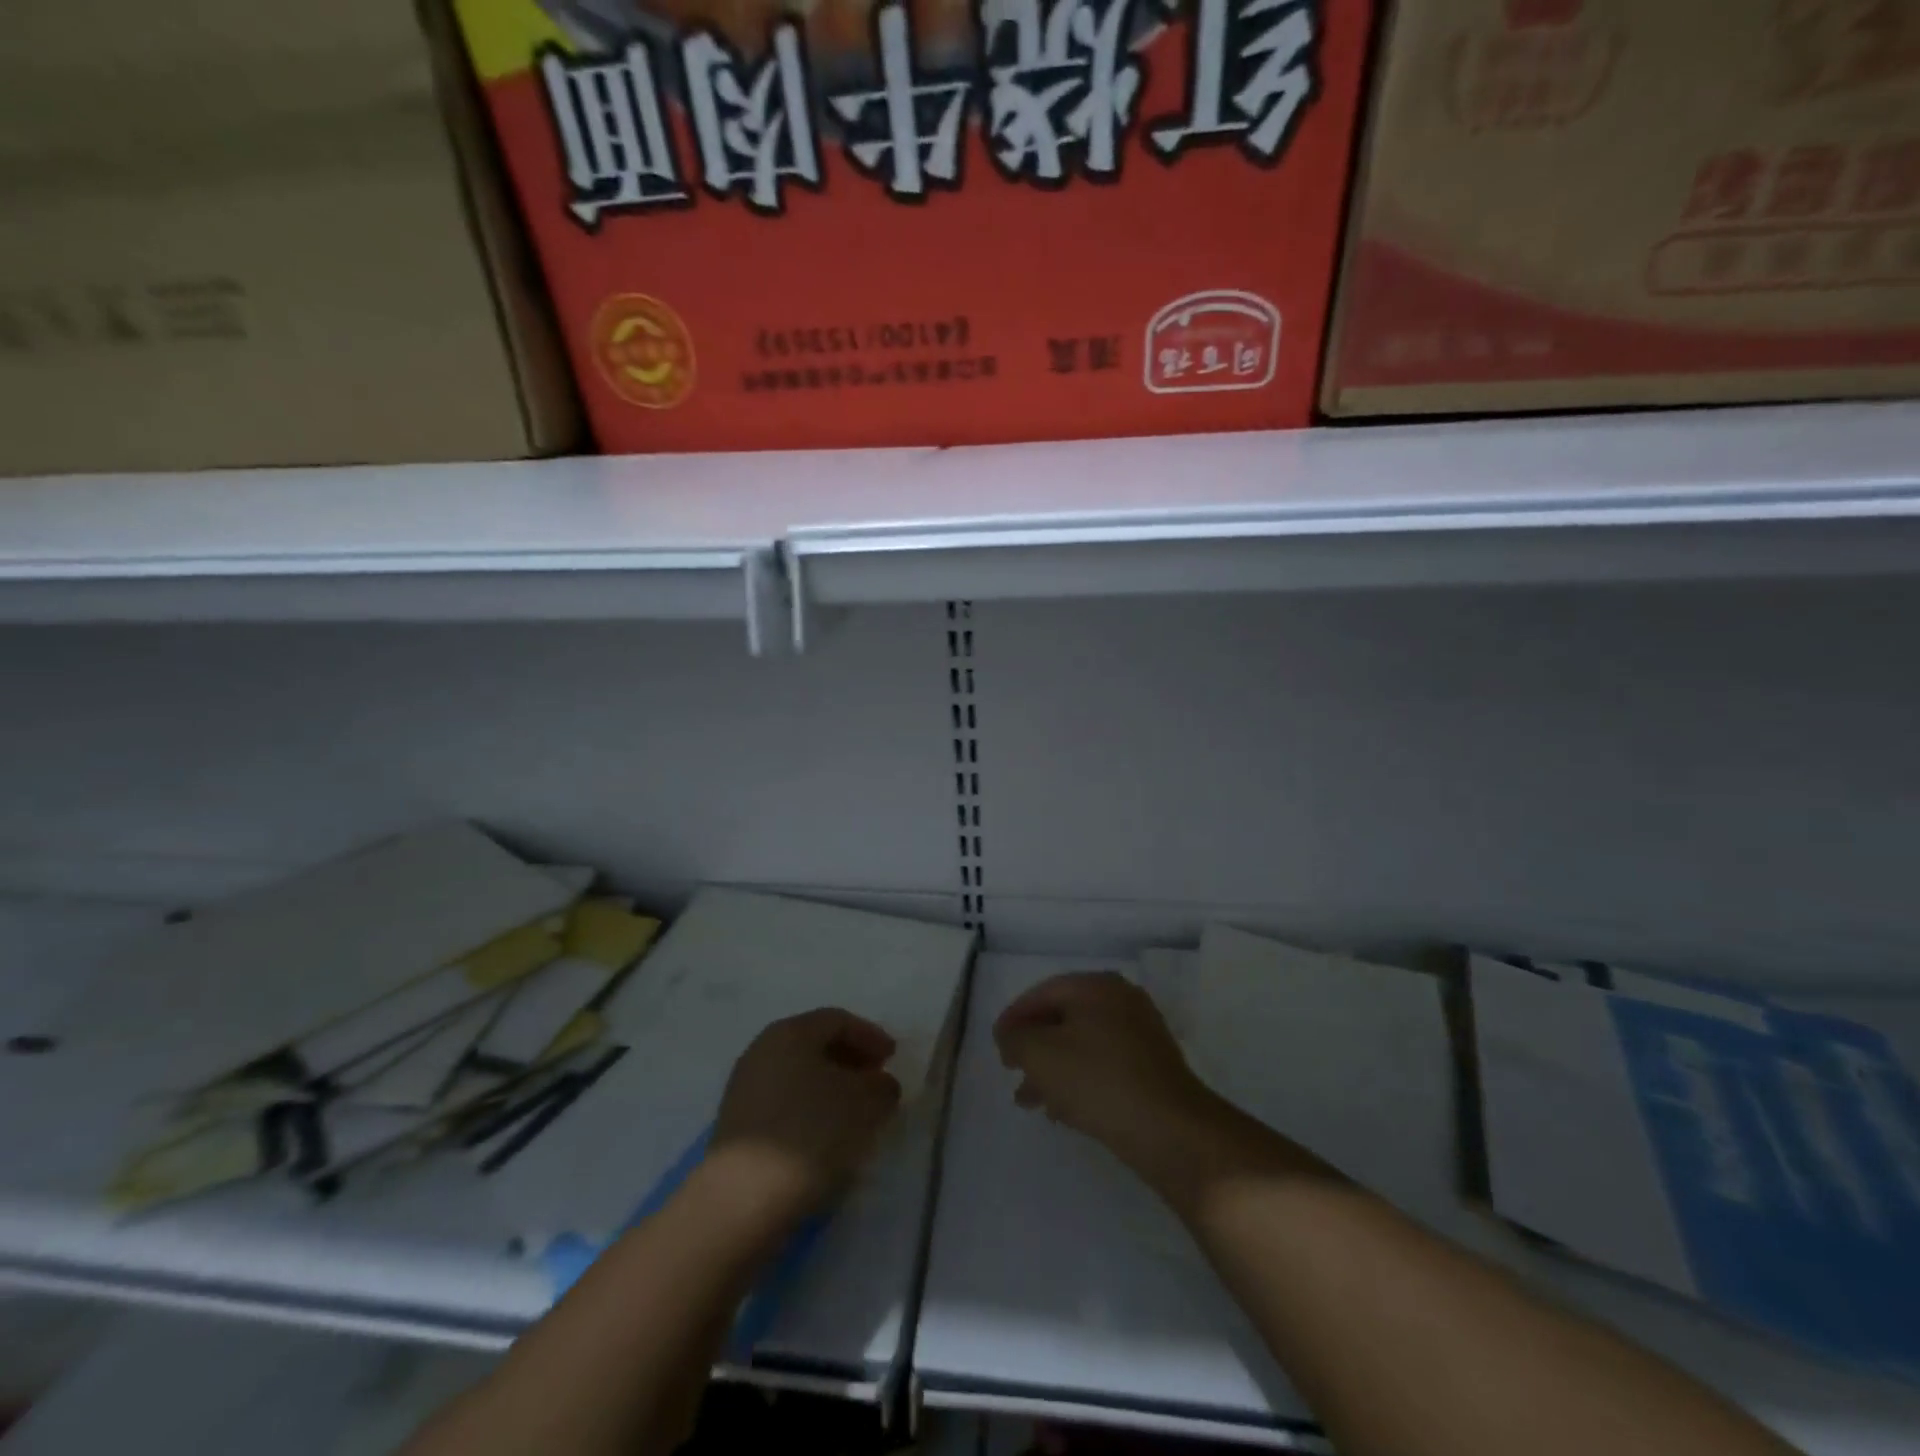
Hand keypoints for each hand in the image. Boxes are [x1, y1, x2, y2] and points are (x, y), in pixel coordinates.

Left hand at [707, 1008, 902, 1221]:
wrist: (742, 1199)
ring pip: (799, 1076)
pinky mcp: (737, 1126)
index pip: (838, 1020)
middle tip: (877, 1082)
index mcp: (790, 1032)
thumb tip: (880, 1084)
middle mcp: (762, 1050)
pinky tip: (827, 1137)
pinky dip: (810, 1111)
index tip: (894, 1057)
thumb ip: (881, 1086)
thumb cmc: (810, 1133)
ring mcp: (745, 1088)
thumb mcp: (864, 1103)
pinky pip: (784, 1104)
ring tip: (856, 1114)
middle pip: (815, 1044)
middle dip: (850, 1060)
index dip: (870, 1035)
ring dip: (831, 1088)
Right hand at [993, 971, 1217, 1174]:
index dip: (1014, 1017)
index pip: (1043, 992)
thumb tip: (1011, 1036)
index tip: (996, 1044)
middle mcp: (1121, 1000)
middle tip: (1011, 1070)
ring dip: (1052, 1068)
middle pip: (1064, 1018)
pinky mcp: (1152, 1067)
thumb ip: (1016, 1038)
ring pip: (1083, 1045)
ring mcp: (1141, 1034)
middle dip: (1033, 1046)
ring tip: (1030, 1100)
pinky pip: (1103, 1066)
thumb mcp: (1040, 1054)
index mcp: (1096, 986)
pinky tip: (1063, 1110)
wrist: (1170, 1129)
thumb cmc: (1097, 1080)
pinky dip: (1079, 1080)